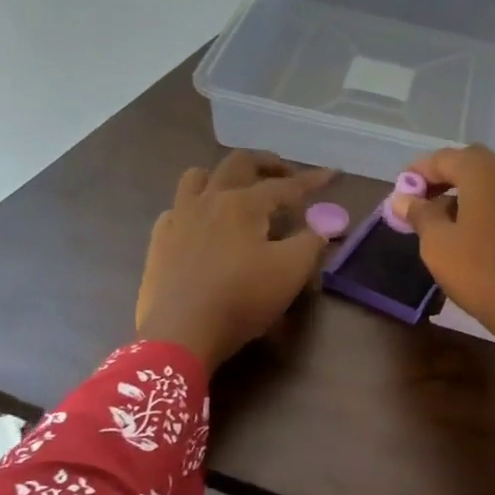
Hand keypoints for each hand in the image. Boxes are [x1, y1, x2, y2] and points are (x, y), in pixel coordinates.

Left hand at [136, 151, 335, 365]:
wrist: (181, 331)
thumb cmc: (242, 298)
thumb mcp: (291, 271)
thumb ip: (311, 243)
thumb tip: (321, 227)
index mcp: (244, 204)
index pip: (286, 185)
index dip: (313, 180)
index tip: (333, 173)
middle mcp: (210, 200)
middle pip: (238, 164)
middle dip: (266, 163)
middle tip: (285, 174)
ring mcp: (179, 217)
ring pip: (198, 177)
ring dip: (224, 176)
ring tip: (239, 190)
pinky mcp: (160, 240)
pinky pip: (177, 207)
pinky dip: (196, 206)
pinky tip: (204, 225)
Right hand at [389, 145, 494, 331]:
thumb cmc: (478, 270)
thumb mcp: (437, 242)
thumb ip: (419, 214)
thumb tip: (401, 198)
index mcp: (482, 170)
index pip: (442, 159)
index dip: (417, 173)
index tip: (400, 194)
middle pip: (469, 164)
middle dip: (443, 179)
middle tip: (421, 203)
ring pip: (490, 182)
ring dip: (465, 192)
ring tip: (443, 219)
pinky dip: (485, 205)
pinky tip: (472, 229)